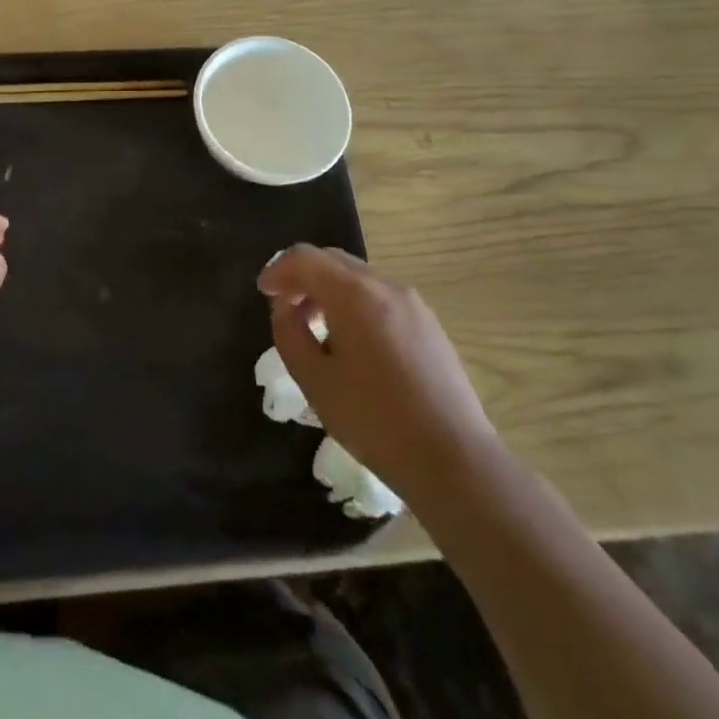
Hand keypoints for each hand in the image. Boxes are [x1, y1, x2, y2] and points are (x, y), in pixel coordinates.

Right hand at [260, 245, 499, 506]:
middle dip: (303, 276)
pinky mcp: (430, 325)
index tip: (263, 293)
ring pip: (358, 277)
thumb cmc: (375, 421)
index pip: (305, 258)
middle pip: (333, 260)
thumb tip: (285, 308)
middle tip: (284, 307)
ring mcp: (413, 304)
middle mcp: (386, 286)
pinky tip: (352, 343)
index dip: (277, 270)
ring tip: (316, 329)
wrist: (455, 460)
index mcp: (354, 294)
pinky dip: (355, 303)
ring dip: (329, 290)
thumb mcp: (315, 381)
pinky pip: (380, 297)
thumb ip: (290, 334)